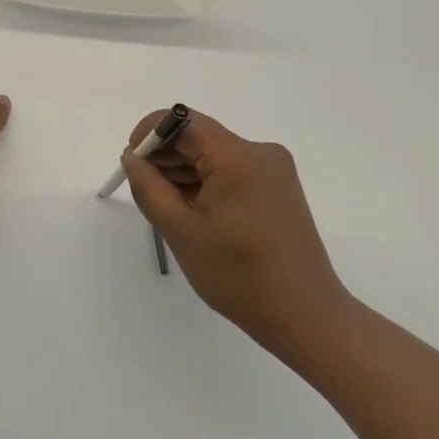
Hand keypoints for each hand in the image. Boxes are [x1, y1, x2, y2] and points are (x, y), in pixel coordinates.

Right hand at [121, 110, 350, 359]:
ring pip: (214, 156)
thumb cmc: (238, 274)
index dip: (150, 134)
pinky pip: (232, 173)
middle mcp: (260, 152)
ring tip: (168, 209)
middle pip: (199, 137)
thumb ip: (148, 187)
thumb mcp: (180, 230)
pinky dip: (207, 185)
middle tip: (144, 191)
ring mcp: (274, 172)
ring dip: (185, 173)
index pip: (183, 120)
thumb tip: (132, 158)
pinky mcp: (279, 190)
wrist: (306, 317)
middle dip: (166, 157)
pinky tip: (195, 215)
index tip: (132, 163)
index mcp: (237, 155)